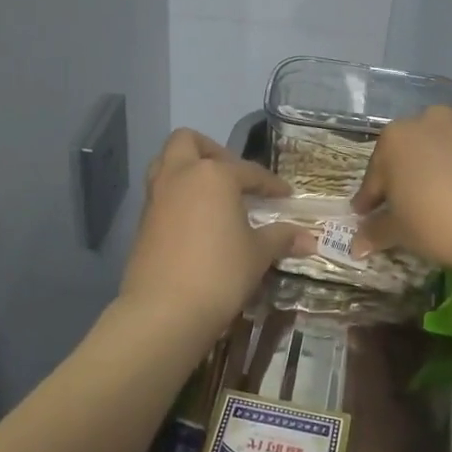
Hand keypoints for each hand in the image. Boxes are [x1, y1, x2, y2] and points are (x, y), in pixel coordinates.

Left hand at [120, 130, 316, 338]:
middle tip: (233, 176)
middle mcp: (180, 176)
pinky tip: (197, 221)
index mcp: (213, 175)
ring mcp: (156, 197)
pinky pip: (161, 193)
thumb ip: (281, 238)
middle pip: (188, 142)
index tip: (285, 195)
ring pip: (166, 163)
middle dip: (212, 151)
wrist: (164, 309)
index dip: (270, 184)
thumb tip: (308, 239)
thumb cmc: (220, 273)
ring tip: (212, 195)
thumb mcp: (258, 254)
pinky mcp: (143, 221)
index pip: (248, 172)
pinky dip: (178, 196)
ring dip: (188, 170)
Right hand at [351, 107, 451, 275]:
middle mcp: (427, 120)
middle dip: (403, 178)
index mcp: (394, 139)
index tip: (366, 216)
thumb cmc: (440, 223)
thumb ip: (375, 232)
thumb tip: (355, 246)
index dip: (369, 201)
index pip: (374, 176)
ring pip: (440, 148)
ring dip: (436, 168)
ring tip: (441, 197)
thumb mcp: (401, 232)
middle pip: (407, 154)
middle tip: (405, 208)